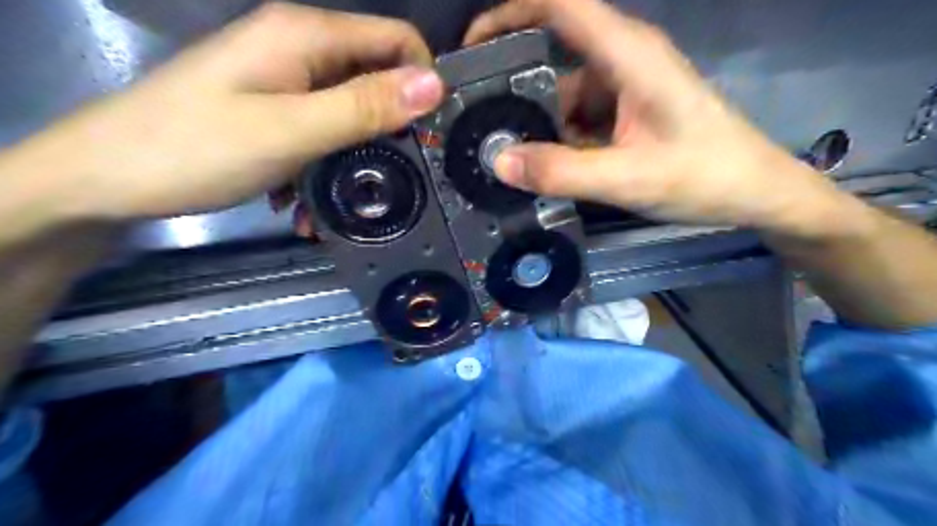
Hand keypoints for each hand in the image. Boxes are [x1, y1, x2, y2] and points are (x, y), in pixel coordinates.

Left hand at [20, 2, 442, 219]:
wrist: (110, 176)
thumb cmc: (196, 148)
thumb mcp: (292, 131)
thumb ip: (365, 107)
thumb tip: (434, 86)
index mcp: (306, 35)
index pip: (398, 41)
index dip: (422, 84)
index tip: (429, 136)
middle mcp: (300, 47)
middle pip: (376, 77)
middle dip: (390, 128)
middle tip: (391, 176)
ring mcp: (284, 78)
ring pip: (350, 109)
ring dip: (355, 154)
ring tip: (343, 197)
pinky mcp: (273, 106)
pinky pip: (322, 127)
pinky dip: (326, 160)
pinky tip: (306, 196)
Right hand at [463, 0, 854, 235]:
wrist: (754, 191)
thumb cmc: (703, 177)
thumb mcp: (627, 179)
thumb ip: (562, 172)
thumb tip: (500, 162)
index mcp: (629, 54)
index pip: (560, 5)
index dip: (510, 12)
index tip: (472, 45)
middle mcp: (624, 58)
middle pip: (555, 48)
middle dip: (513, 76)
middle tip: (478, 113)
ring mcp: (626, 85)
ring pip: (564, 89)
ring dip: (536, 115)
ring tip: (506, 147)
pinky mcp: (627, 110)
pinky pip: (580, 113)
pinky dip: (559, 133)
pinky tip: (545, 160)